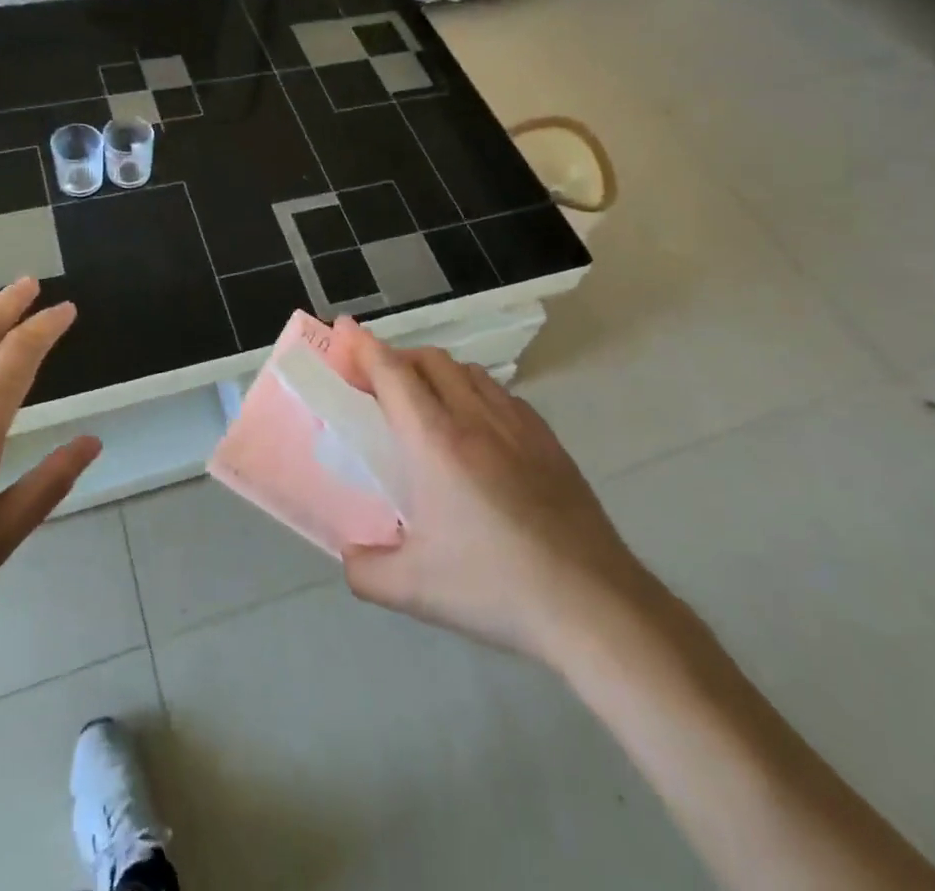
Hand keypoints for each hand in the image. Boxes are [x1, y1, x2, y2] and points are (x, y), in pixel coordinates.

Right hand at [342, 335, 650, 664]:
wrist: (592, 604)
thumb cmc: (495, 588)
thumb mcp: (413, 590)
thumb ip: (365, 570)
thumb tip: (350, 555)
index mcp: (435, 442)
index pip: (392, 373)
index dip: (363, 347)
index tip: (343, 330)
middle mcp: (474, 419)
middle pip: (429, 360)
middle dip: (395, 358)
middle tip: (373, 382)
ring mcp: (517, 425)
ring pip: (467, 371)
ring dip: (435, 372)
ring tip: (422, 402)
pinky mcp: (548, 440)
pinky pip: (500, 394)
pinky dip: (473, 392)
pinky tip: (475, 428)